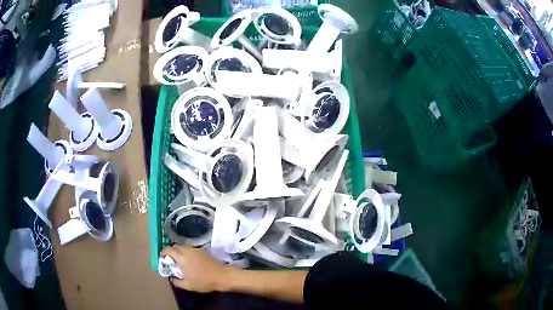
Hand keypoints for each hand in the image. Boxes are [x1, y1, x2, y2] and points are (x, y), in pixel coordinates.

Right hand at [161, 246, 233, 292]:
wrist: (222, 276)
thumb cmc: (203, 281)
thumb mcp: (188, 285)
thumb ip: (177, 281)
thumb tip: (172, 278)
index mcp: (181, 257)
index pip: (168, 250)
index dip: (163, 252)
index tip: (162, 257)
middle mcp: (188, 250)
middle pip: (176, 247)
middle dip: (171, 252)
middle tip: (170, 260)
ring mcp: (196, 249)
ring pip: (184, 247)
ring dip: (180, 252)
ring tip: (180, 262)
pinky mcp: (204, 251)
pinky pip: (191, 250)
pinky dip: (187, 253)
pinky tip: (190, 262)